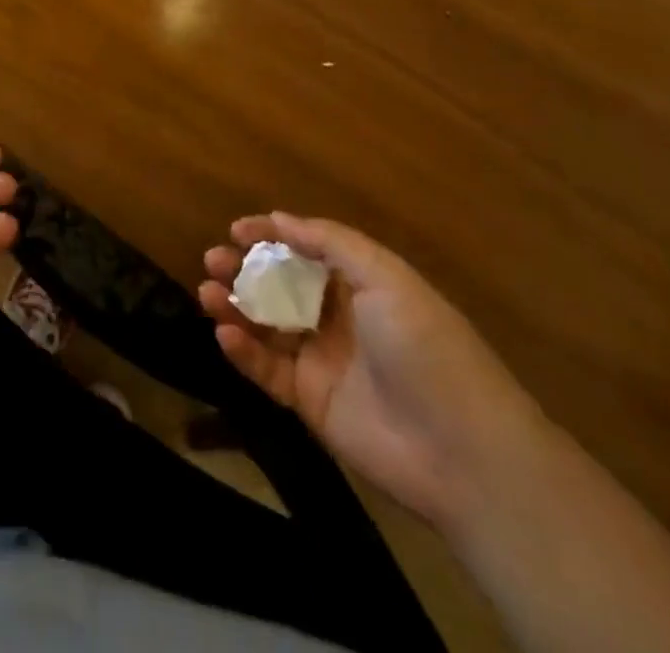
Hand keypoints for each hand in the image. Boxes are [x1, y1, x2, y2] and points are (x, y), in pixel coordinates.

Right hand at [199, 212, 545, 531]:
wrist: (462, 451)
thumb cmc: (425, 346)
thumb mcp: (386, 277)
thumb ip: (331, 243)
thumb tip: (280, 219)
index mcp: (361, 284)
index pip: (306, 250)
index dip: (271, 235)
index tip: (236, 229)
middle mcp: (338, 317)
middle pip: (280, 285)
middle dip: (244, 268)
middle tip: (213, 259)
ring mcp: (322, 360)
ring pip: (266, 325)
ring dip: (235, 306)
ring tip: (207, 291)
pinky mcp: (309, 402)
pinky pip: (267, 369)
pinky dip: (243, 351)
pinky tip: (225, 334)